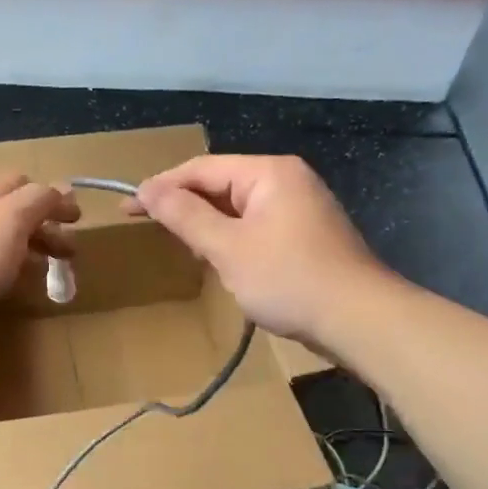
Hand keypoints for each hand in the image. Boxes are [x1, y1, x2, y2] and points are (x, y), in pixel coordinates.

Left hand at [0, 173, 79, 356]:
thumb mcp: (9, 221)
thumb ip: (37, 202)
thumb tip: (63, 188)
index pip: (24, 185)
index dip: (53, 199)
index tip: (78, 221)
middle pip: (12, 214)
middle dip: (43, 228)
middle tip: (69, 254)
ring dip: (26, 251)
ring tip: (48, 273)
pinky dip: (5, 273)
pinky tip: (10, 290)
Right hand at [132, 155, 384, 345]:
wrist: (359, 320)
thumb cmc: (289, 278)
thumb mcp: (228, 248)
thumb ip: (185, 216)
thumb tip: (147, 190)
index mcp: (269, 173)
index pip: (201, 168)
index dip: (161, 186)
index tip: (128, 208)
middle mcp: (286, 181)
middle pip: (220, 185)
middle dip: (185, 206)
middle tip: (150, 228)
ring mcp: (299, 208)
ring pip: (237, 208)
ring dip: (207, 225)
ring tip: (183, 247)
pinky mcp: (305, 235)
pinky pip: (255, 226)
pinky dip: (231, 239)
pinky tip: (220, 261)